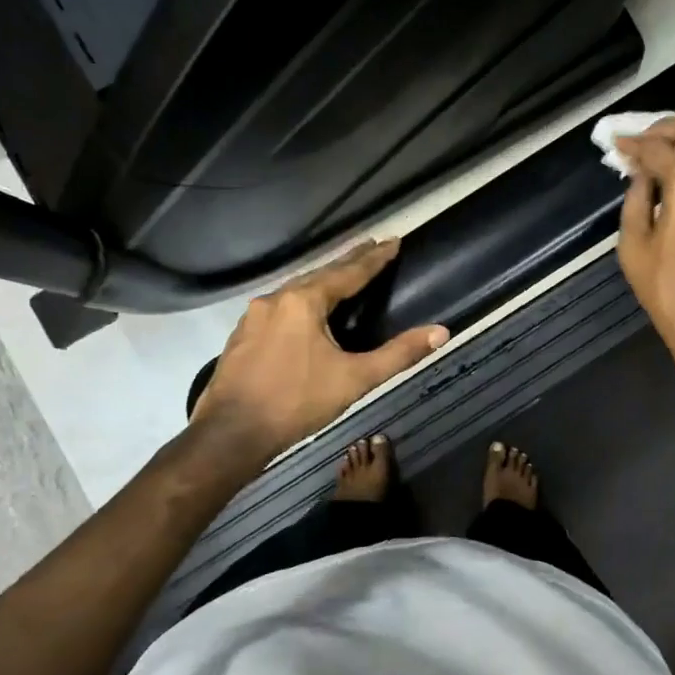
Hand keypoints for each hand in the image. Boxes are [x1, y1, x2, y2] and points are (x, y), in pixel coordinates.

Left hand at [193, 240, 447, 457]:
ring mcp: (254, 317)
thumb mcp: (355, 379)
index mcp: (304, 302)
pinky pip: (280, 308)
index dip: (375, 259)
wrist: (232, 433)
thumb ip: (399, 354)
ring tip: (343, 276)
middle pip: (320, 275)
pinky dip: (301, 301)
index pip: (349, 273)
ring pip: (296, 290)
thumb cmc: (297, 402)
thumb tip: (441, 332)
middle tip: (372, 249)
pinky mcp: (242, 335)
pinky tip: (305, 313)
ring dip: (323, 281)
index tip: (393, 241)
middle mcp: (276, 299)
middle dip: (348, 263)